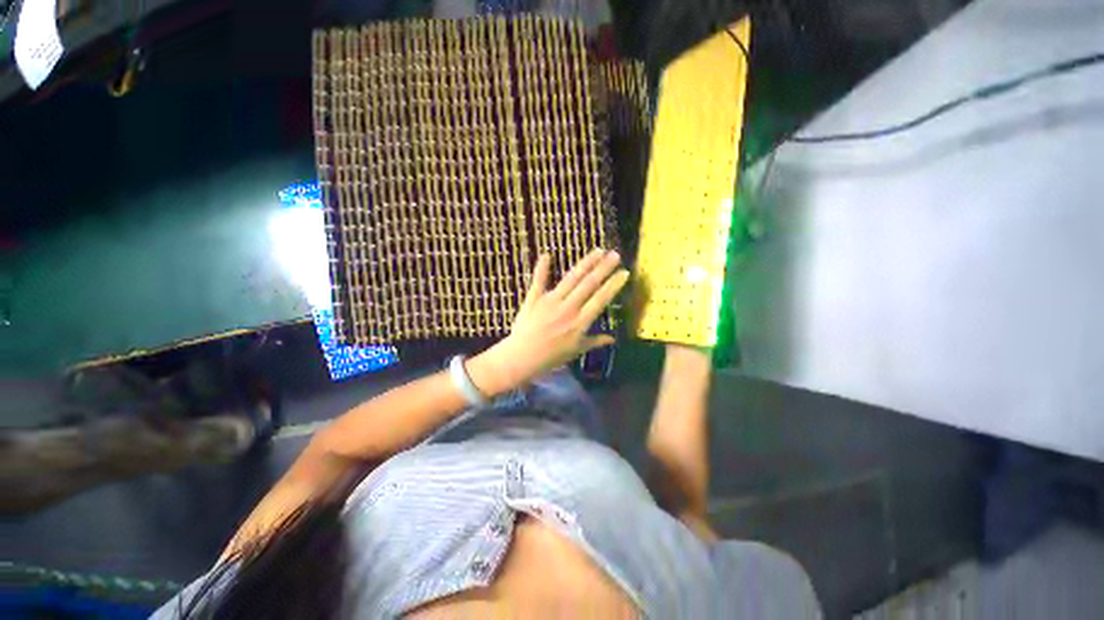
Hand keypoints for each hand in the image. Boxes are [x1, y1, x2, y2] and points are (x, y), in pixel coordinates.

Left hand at [468, 249, 628, 393]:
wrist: (522, 357)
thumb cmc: (551, 357)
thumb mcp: (576, 351)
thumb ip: (594, 341)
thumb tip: (613, 339)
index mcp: (580, 322)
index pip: (601, 299)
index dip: (613, 285)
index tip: (624, 272)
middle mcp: (568, 307)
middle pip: (589, 284)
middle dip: (603, 268)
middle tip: (615, 254)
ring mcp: (550, 301)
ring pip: (571, 278)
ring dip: (585, 263)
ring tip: (597, 251)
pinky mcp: (534, 298)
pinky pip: (539, 281)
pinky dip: (542, 268)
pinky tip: (547, 255)